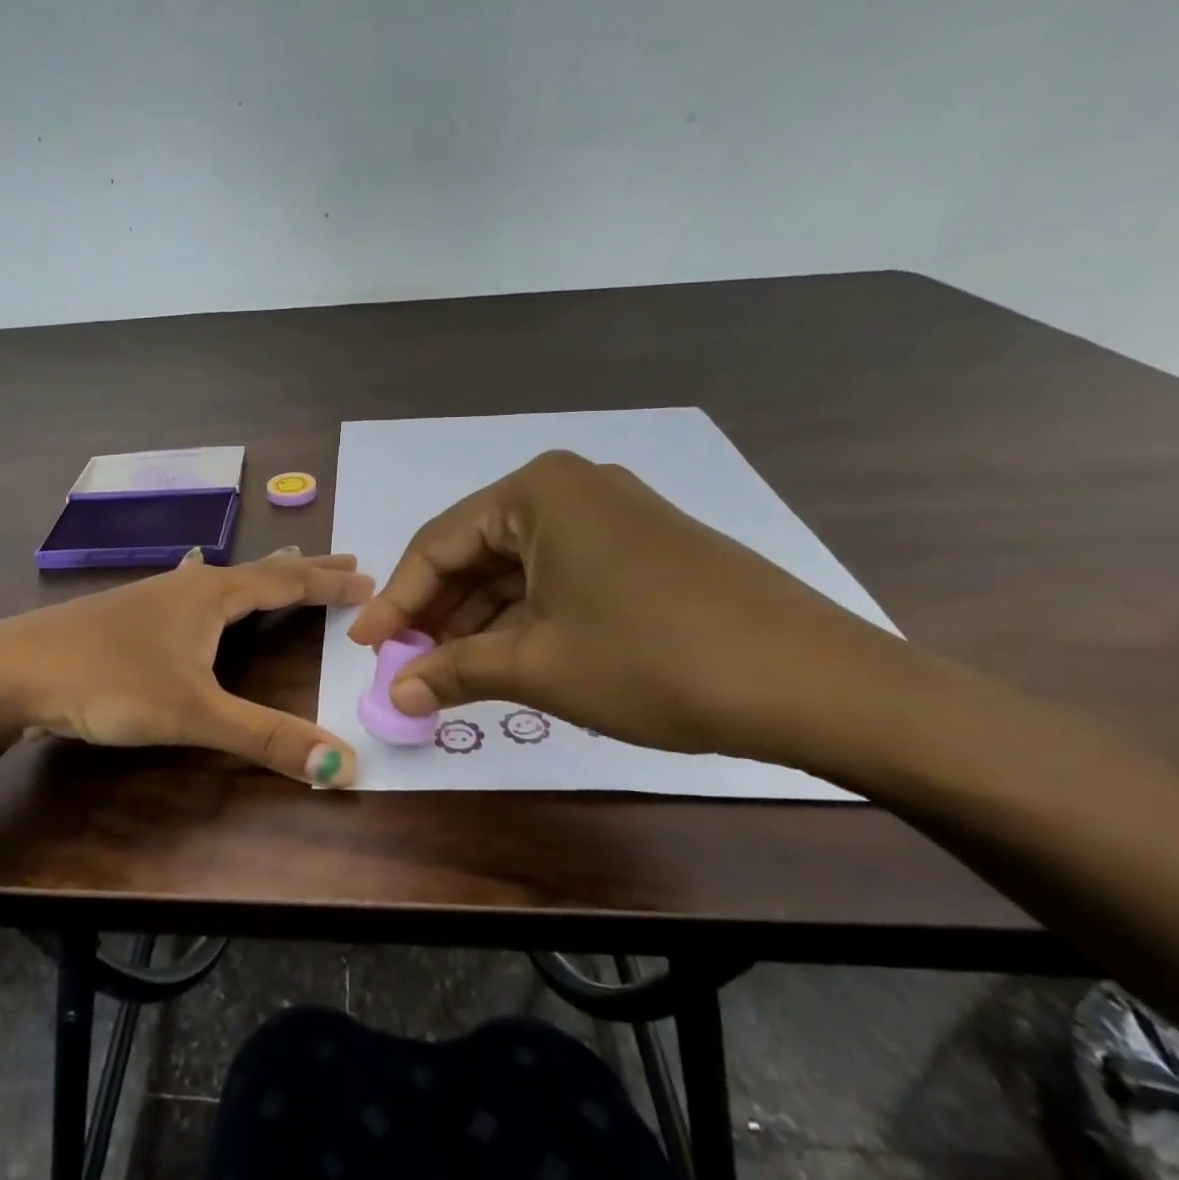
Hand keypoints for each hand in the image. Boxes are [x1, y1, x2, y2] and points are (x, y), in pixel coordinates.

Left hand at [0, 549, 373, 785]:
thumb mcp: (193, 713)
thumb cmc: (108, 681)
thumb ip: (266, 738)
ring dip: (261, 577)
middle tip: (346, 562)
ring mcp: (152, 598)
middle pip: (259, 571)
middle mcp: (186, 585)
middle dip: (304, 570)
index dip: (328, 582)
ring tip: (283, 572)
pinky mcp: (126, 617)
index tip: (370, 578)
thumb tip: (344, 766)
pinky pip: (190, 592)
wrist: (9, 671)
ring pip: (222, 578)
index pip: (285, 581)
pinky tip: (193, 586)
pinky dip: (216, 588)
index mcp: (211, 595)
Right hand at [347, 451, 919, 765]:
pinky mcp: (643, 547)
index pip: (437, 544)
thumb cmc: (652, 659)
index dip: (395, 601)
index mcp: (536, 491)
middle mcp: (571, 487)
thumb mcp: (537, 666)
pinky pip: (558, 575)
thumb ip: (454, 671)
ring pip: (518, 567)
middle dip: (438, 611)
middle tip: (405, 663)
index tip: (363, 646)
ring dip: (479, 619)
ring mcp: (612, 514)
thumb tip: (395, 692)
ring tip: (448, 671)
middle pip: (476, 551)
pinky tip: (506, 657)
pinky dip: (525, 616)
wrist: (815, 682)